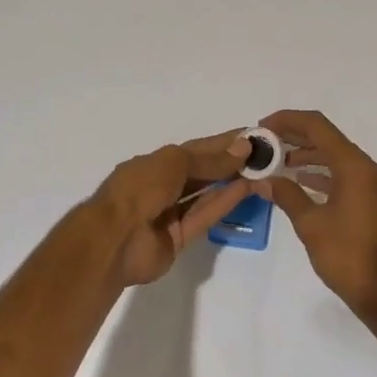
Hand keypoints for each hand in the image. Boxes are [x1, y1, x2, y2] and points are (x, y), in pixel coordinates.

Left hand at [92, 131, 251, 286]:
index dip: (223, 143)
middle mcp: (162, 186)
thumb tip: (243, 148)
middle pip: (201, 173)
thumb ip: (210, 159)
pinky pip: (204, 217)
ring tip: (260, 172)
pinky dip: (223, 204)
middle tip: (263, 157)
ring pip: (205, 195)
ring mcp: (169, 214)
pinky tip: (246, 190)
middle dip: (229, 164)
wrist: (114, 239)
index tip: (252, 137)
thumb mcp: (175, 162)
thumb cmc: (140, 188)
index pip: (195, 150)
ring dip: (230, 183)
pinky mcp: (178, 239)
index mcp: (155, 164)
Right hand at [253, 110, 376, 328]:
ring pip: (335, 157)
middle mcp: (367, 168)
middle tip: (264, 144)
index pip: (318, 126)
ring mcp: (372, 185)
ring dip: (306, 155)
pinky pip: (343, 175)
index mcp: (354, 167)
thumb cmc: (349, 257)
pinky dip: (320, 174)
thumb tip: (262, 179)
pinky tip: (298, 182)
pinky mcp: (372, 201)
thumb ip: (286, 195)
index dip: (287, 121)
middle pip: (327, 138)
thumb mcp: (311, 225)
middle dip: (294, 137)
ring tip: (275, 163)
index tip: (261, 127)